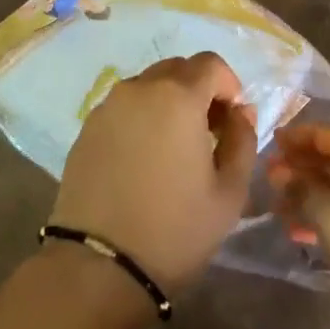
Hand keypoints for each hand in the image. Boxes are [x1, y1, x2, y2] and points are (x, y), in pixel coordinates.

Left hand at [50, 53, 257, 294]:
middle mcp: (139, 88)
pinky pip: (123, 107)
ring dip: (168, 102)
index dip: (229, 84)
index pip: (211, 63)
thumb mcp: (230, 191)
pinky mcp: (86, 128)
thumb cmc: (175, 228)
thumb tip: (240, 112)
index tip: (232, 119)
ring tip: (174, 148)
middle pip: (177, 69)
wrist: (100, 265)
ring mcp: (107, 106)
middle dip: (199, 90)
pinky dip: (141, 118)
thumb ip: (242, 140)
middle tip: (208, 132)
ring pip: (147, 86)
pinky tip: (144, 159)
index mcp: (177, 96)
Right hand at [269, 124, 329, 322]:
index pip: (322, 132)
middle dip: (297, 167)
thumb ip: (300, 188)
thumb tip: (277, 170)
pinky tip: (302, 234)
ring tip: (277, 210)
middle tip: (266, 181)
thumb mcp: (329, 212)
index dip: (293, 137)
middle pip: (329, 157)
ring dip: (307, 195)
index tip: (265, 146)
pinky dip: (324, 216)